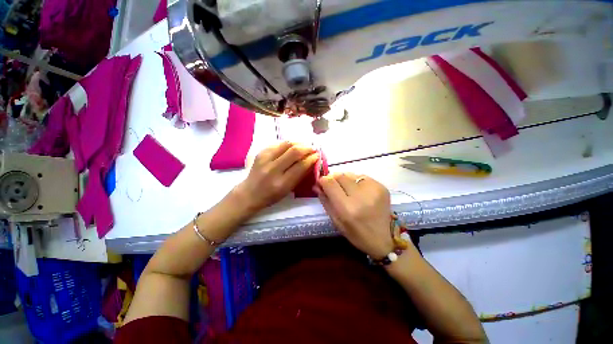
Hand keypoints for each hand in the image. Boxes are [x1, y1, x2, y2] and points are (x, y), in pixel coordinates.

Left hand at [235, 142, 318, 212]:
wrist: (250, 193)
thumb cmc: (271, 195)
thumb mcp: (288, 190)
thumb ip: (300, 175)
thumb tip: (311, 161)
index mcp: (281, 183)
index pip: (300, 166)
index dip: (311, 158)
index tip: (317, 155)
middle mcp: (273, 169)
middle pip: (294, 152)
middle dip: (307, 148)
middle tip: (313, 148)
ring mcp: (265, 159)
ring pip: (286, 144)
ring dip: (299, 143)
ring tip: (304, 145)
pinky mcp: (260, 153)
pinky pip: (278, 144)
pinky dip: (288, 143)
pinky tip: (292, 146)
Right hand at [316, 172, 393, 258]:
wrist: (384, 238)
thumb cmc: (356, 234)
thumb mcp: (336, 221)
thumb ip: (325, 200)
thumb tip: (317, 185)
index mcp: (347, 208)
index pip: (330, 183)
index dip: (323, 180)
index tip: (321, 183)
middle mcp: (361, 196)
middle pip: (340, 176)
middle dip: (333, 179)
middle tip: (333, 186)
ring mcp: (373, 189)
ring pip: (350, 174)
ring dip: (344, 180)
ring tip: (347, 190)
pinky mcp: (381, 187)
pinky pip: (362, 177)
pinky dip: (356, 181)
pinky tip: (358, 191)